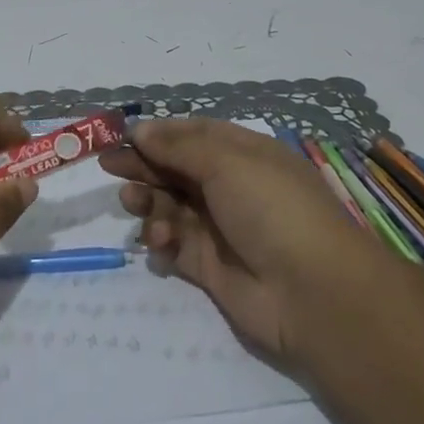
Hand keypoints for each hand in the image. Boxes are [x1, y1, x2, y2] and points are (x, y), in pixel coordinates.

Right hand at [99, 118, 378, 366]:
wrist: (313, 293)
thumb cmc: (272, 208)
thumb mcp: (227, 162)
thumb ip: (178, 147)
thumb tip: (140, 129)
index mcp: (242, 153)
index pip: (192, 135)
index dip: (158, 134)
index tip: (122, 136)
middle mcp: (230, 186)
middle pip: (176, 169)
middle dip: (143, 165)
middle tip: (109, 166)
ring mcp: (219, 227)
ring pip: (170, 205)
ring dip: (148, 201)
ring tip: (133, 202)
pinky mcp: (209, 267)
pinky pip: (173, 244)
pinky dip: (160, 239)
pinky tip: (159, 241)